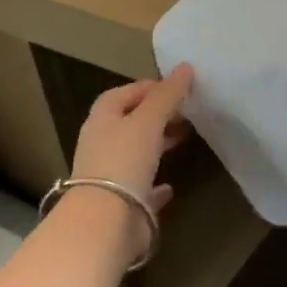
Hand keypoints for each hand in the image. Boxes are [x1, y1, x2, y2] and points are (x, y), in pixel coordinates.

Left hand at [69, 64, 195, 210]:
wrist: (106, 221)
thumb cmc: (124, 160)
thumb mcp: (149, 120)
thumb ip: (168, 95)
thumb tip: (186, 66)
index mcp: (102, 121)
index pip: (122, 94)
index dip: (148, 88)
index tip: (178, 88)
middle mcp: (101, 145)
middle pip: (129, 123)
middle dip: (156, 115)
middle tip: (185, 113)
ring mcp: (110, 175)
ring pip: (135, 153)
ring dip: (157, 145)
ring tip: (183, 139)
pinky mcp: (122, 203)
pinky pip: (141, 187)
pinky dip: (156, 183)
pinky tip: (171, 185)